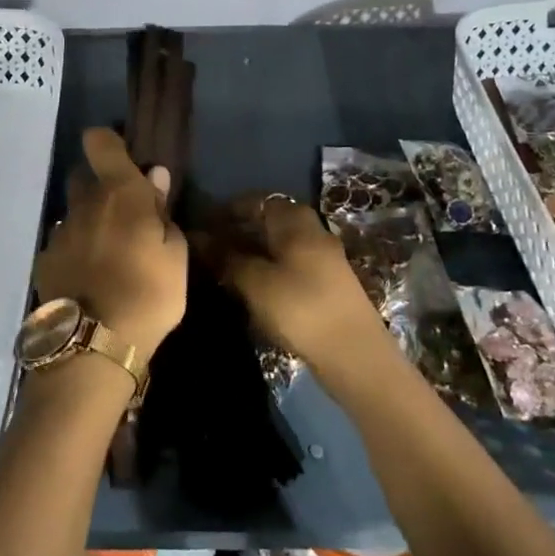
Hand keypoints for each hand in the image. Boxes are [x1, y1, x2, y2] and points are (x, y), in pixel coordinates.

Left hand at [34, 128, 187, 366]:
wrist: (94, 344)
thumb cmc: (149, 293)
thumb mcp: (175, 255)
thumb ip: (162, 212)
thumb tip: (155, 177)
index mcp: (119, 193)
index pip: (100, 142)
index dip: (108, 142)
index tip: (124, 160)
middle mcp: (83, 204)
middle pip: (84, 177)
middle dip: (100, 187)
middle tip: (124, 216)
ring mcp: (59, 233)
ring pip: (73, 214)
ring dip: (88, 223)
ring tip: (109, 256)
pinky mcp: (44, 262)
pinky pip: (62, 245)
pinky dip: (75, 253)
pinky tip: (88, 280)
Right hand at [221, 194, 387, 371]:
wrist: (355, 355)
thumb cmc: (300, 308)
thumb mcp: (255, 283)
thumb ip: (227, 258)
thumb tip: (200, 238)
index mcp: (296, 222)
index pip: (258, 200)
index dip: (229, 209)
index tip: (204, 224)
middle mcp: (313, 232)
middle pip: (271, 221)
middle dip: (240, 230)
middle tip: (211, 248)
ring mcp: (323, 259)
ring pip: (281, 244)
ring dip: (254, 251)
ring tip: (225, 269)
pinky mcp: (327, 285)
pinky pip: (291, 264)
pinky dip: (268, 268)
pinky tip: (252, 287)